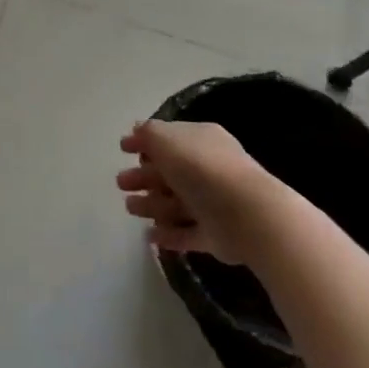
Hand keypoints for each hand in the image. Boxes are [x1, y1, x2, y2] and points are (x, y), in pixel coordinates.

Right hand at [117, 120, 272, 262]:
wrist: (247, 215)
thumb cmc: (201, 168)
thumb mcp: (166, 139)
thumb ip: (148, 134)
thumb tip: (136, 131)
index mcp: (201, 140)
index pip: (170, 138)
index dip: (145, 143)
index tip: (122, 150)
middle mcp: (209, 169)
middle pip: (170, 172)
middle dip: (144, 177)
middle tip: (121, 183)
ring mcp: (214, 203)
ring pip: (176, 203)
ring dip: (152, 205)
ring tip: (130, 209)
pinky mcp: (217, 236)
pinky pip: (187, 233)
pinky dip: (169, 234)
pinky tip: (150, 236)